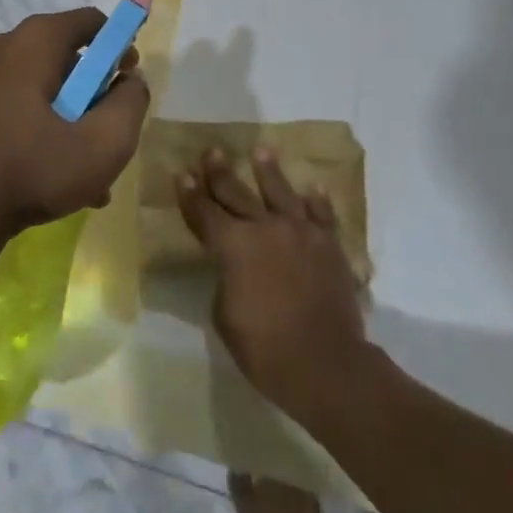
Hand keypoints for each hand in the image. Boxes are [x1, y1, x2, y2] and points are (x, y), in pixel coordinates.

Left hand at [0, 8, 150, 236]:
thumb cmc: (31, 168)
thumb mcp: (104, 142)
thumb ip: (131, 104)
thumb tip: (130, 82)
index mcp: (36, 40)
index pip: (93, 22)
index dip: (120, 47)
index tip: (129, 82)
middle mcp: (5, 46)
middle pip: (69, 58)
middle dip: (95, 96)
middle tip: (108, 134)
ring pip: (44, 90)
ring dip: (71, 123)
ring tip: (88, 175)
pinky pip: (19, 108)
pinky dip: (41, 133)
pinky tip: (55, 181)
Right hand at [176, 149, 366, 423]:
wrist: (326, 363)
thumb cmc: (265, 349)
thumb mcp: (225, 317)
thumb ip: (226, 281)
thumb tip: (233, 268)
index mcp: (233, 246)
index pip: (204, 213)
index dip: (190, 194)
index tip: (183, 173)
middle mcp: (264, 227)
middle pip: (236, 193)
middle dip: (220, 172)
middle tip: (212, 151)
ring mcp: (300, 231)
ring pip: (280, 192)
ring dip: (268, 170)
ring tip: (261, 149)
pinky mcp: (329, 243)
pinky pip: (322, 213)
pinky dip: (317, 199)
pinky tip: (313, 186)